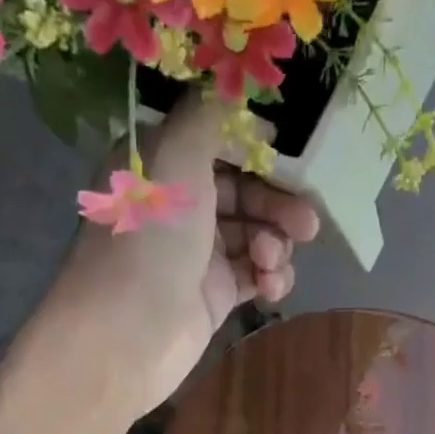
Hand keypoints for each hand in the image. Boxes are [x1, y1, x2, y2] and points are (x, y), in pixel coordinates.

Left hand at [48, 92, 319, 420]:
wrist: (128, 336)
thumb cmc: (150, 240)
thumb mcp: (176, 157)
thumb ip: (208, 117)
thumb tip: (237, 98)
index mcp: (158, 164)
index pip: (214, 142)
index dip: (253, 147)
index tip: (287, 155)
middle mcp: (177, 204)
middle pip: (243, 190)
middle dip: (277, 203)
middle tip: (306, 222)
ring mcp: (196, 253)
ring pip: (254, 232)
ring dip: (275, 242)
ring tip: (272, 260)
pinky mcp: (214, 294)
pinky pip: (254, 273)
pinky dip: (270, 276)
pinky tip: (272, 285)